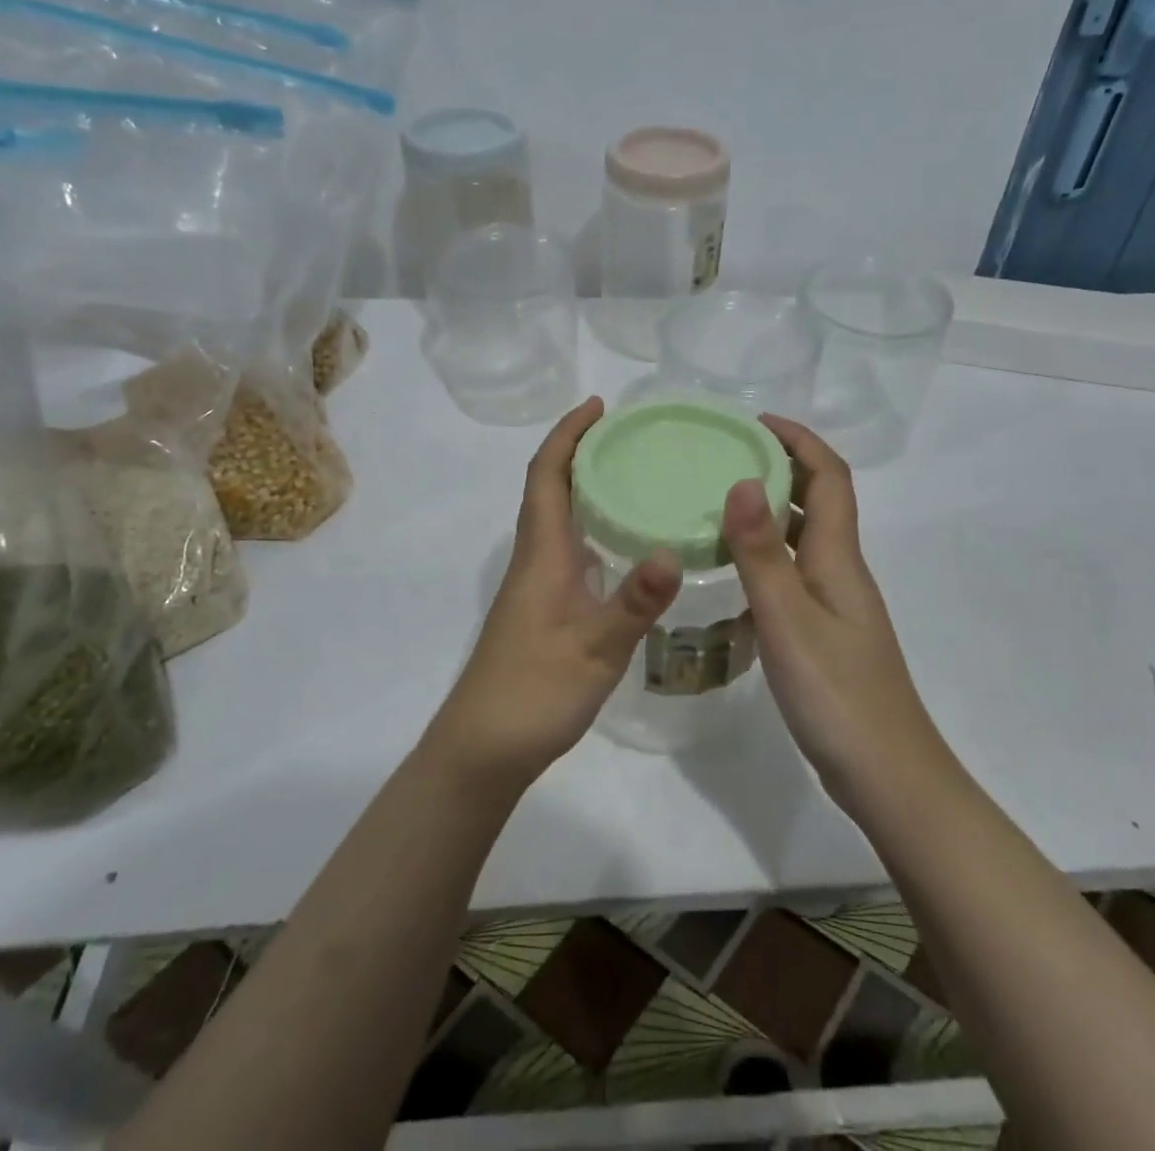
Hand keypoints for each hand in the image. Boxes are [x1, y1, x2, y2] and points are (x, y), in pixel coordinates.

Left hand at [429, 397, 680, 787]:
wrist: (484, 748)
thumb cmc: (534, 691)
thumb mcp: (594, 648)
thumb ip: (634, 601)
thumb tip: (670, 550)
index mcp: (542, 553)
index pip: (547, 475)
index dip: (568, 434)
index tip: (598, 405)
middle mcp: (536, 558)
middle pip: (551, 488)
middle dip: (581, 451)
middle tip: (629, 434)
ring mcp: (537, 585)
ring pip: (559, 518)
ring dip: (585, 486)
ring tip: (633, 474)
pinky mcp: (544, 609)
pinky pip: (568, 548)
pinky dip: (592, 526)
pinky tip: (624, 543)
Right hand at [721, 416, 945, 804]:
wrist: (886, 774)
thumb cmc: (837, 693)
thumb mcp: (788, 619)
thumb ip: (761, 552)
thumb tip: (741, 481)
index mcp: (838, 557)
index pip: (829, 476)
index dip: (799, 440)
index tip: (755, 422)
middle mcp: (840, 570)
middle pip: (819, 500)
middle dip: (781, 466)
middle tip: (725, 457)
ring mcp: (834, 604)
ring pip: (803, 538)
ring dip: (770, 511)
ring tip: (717, 504)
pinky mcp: (824, 633)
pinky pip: (792, 575)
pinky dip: (764, 558)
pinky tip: (729, 574)